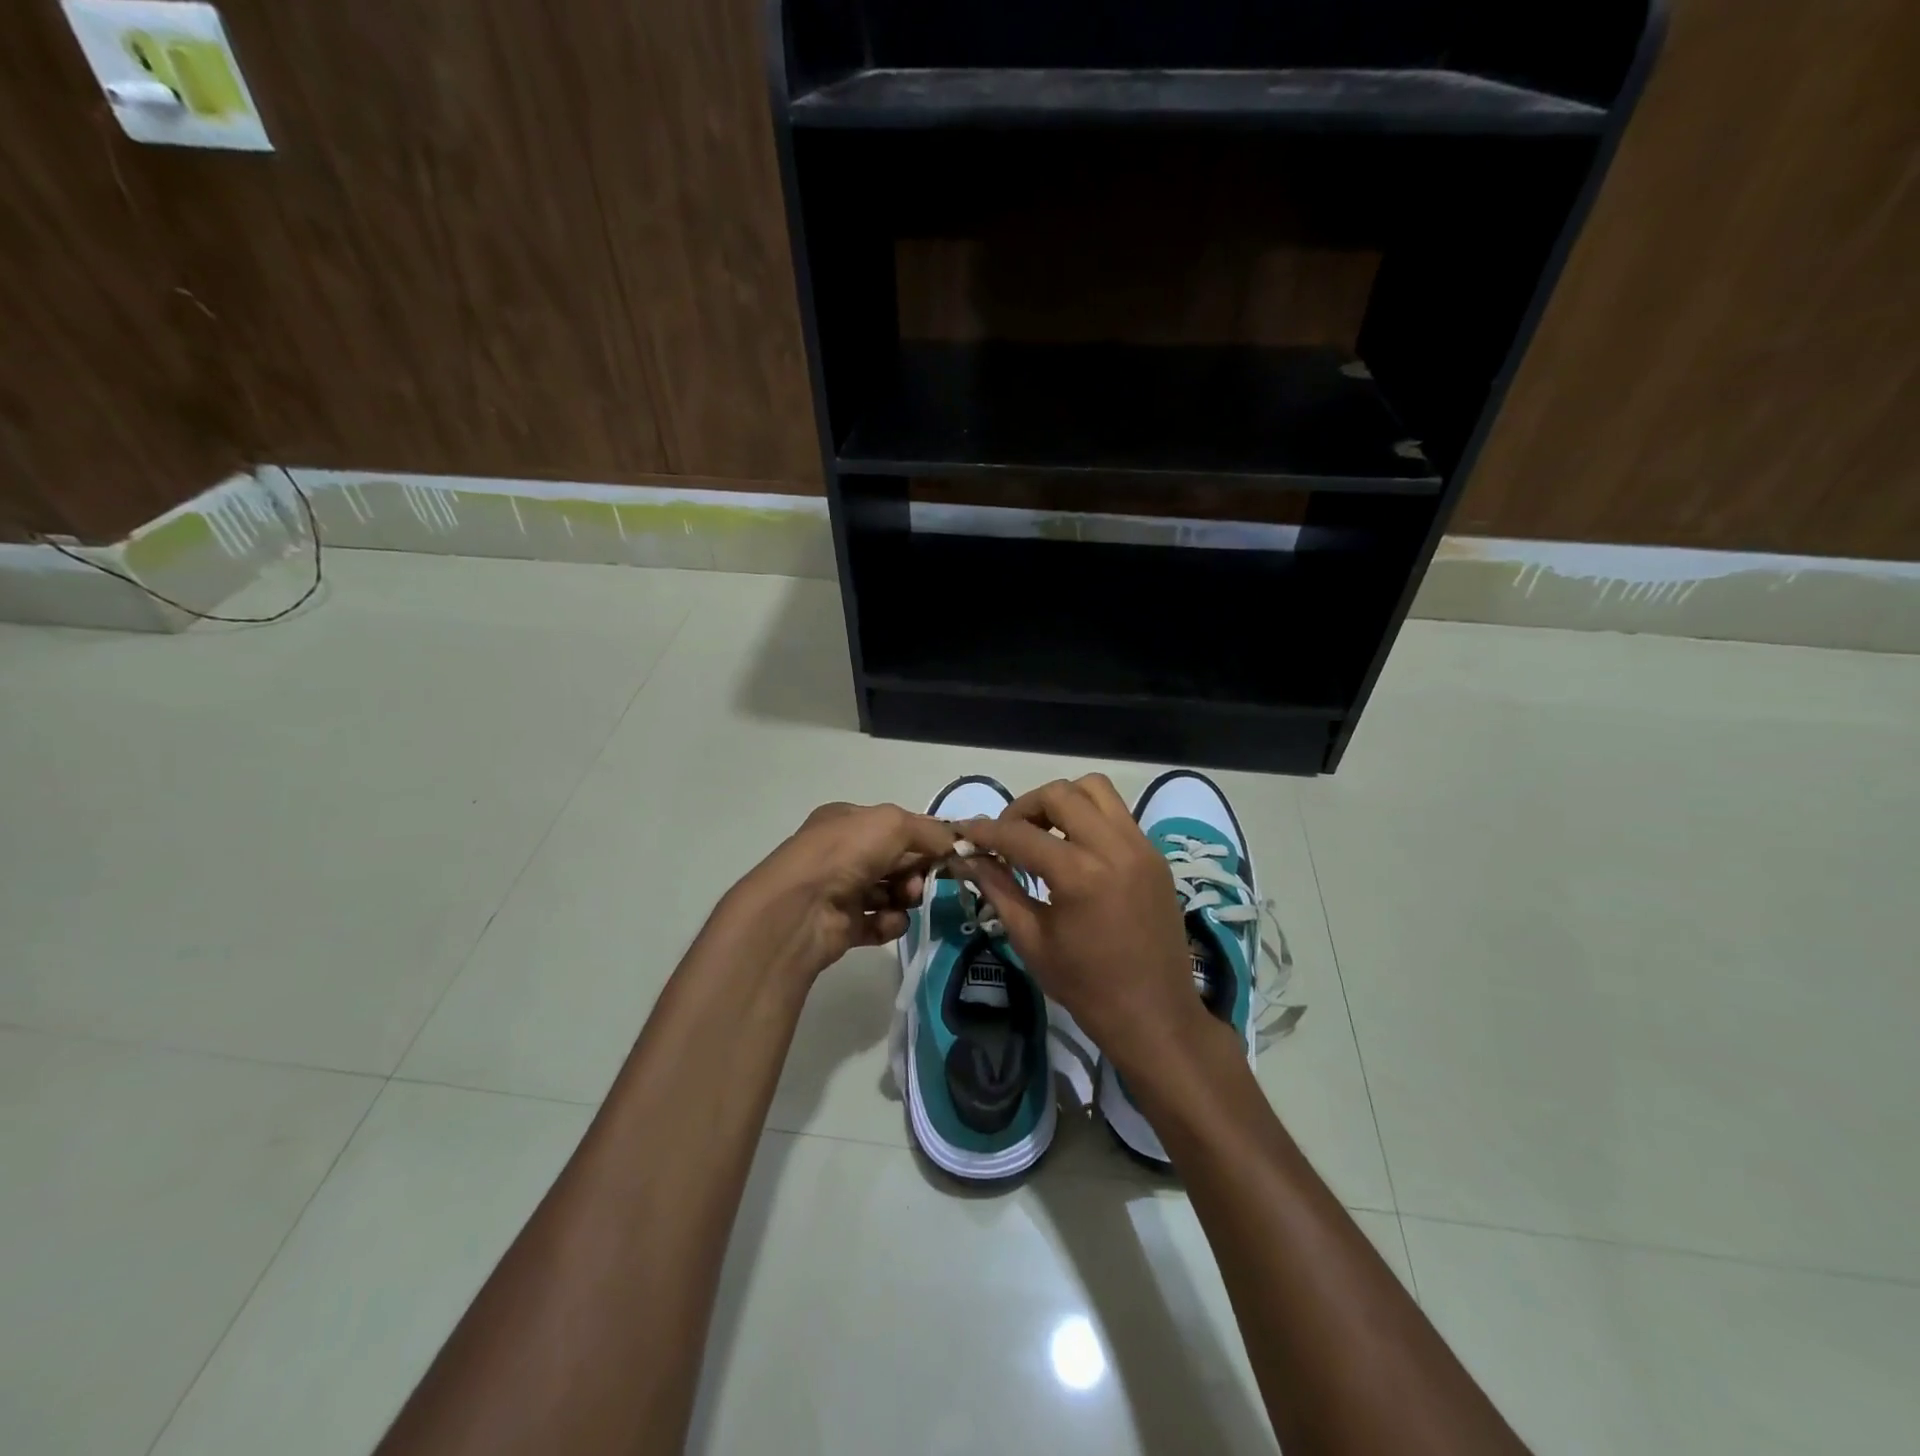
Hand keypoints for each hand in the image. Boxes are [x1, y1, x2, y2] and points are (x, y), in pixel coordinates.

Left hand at [721, 802, 957, 980]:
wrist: (799, 909)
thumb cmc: (845, 853)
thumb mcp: (893, 824)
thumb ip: (929, 830)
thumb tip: (956, 841)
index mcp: (847, 821)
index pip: (894, 826)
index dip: (922, 838)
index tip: (947, 852)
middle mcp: (841, 853)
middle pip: (895, 860)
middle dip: (915, 869)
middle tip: (922, 880)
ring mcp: (840, 890)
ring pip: (890, 892)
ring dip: (905, 897)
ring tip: (905, 900)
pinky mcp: (841, 926)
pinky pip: (879, 923)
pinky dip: (889, 923)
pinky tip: (888, 922)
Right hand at [955, 774, 1209, 1073]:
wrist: (1154, 1015)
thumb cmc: (1086, 987)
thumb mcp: (1031, 940)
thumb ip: (998, 888)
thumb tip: (966, 858)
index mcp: (1079, 874)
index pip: (1020, 834)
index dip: (985, 831)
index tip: (963, 833)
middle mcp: (1113, 847)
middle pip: (1060, 794)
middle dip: (1024, 808)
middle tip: (1008, 836)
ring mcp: (1140, 846)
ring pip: (1095, 789)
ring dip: (1062, 802)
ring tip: (1044, 834)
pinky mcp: (1154, 854)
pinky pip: (1117, 814)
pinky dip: (1089, 817)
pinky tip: (1075, 849)